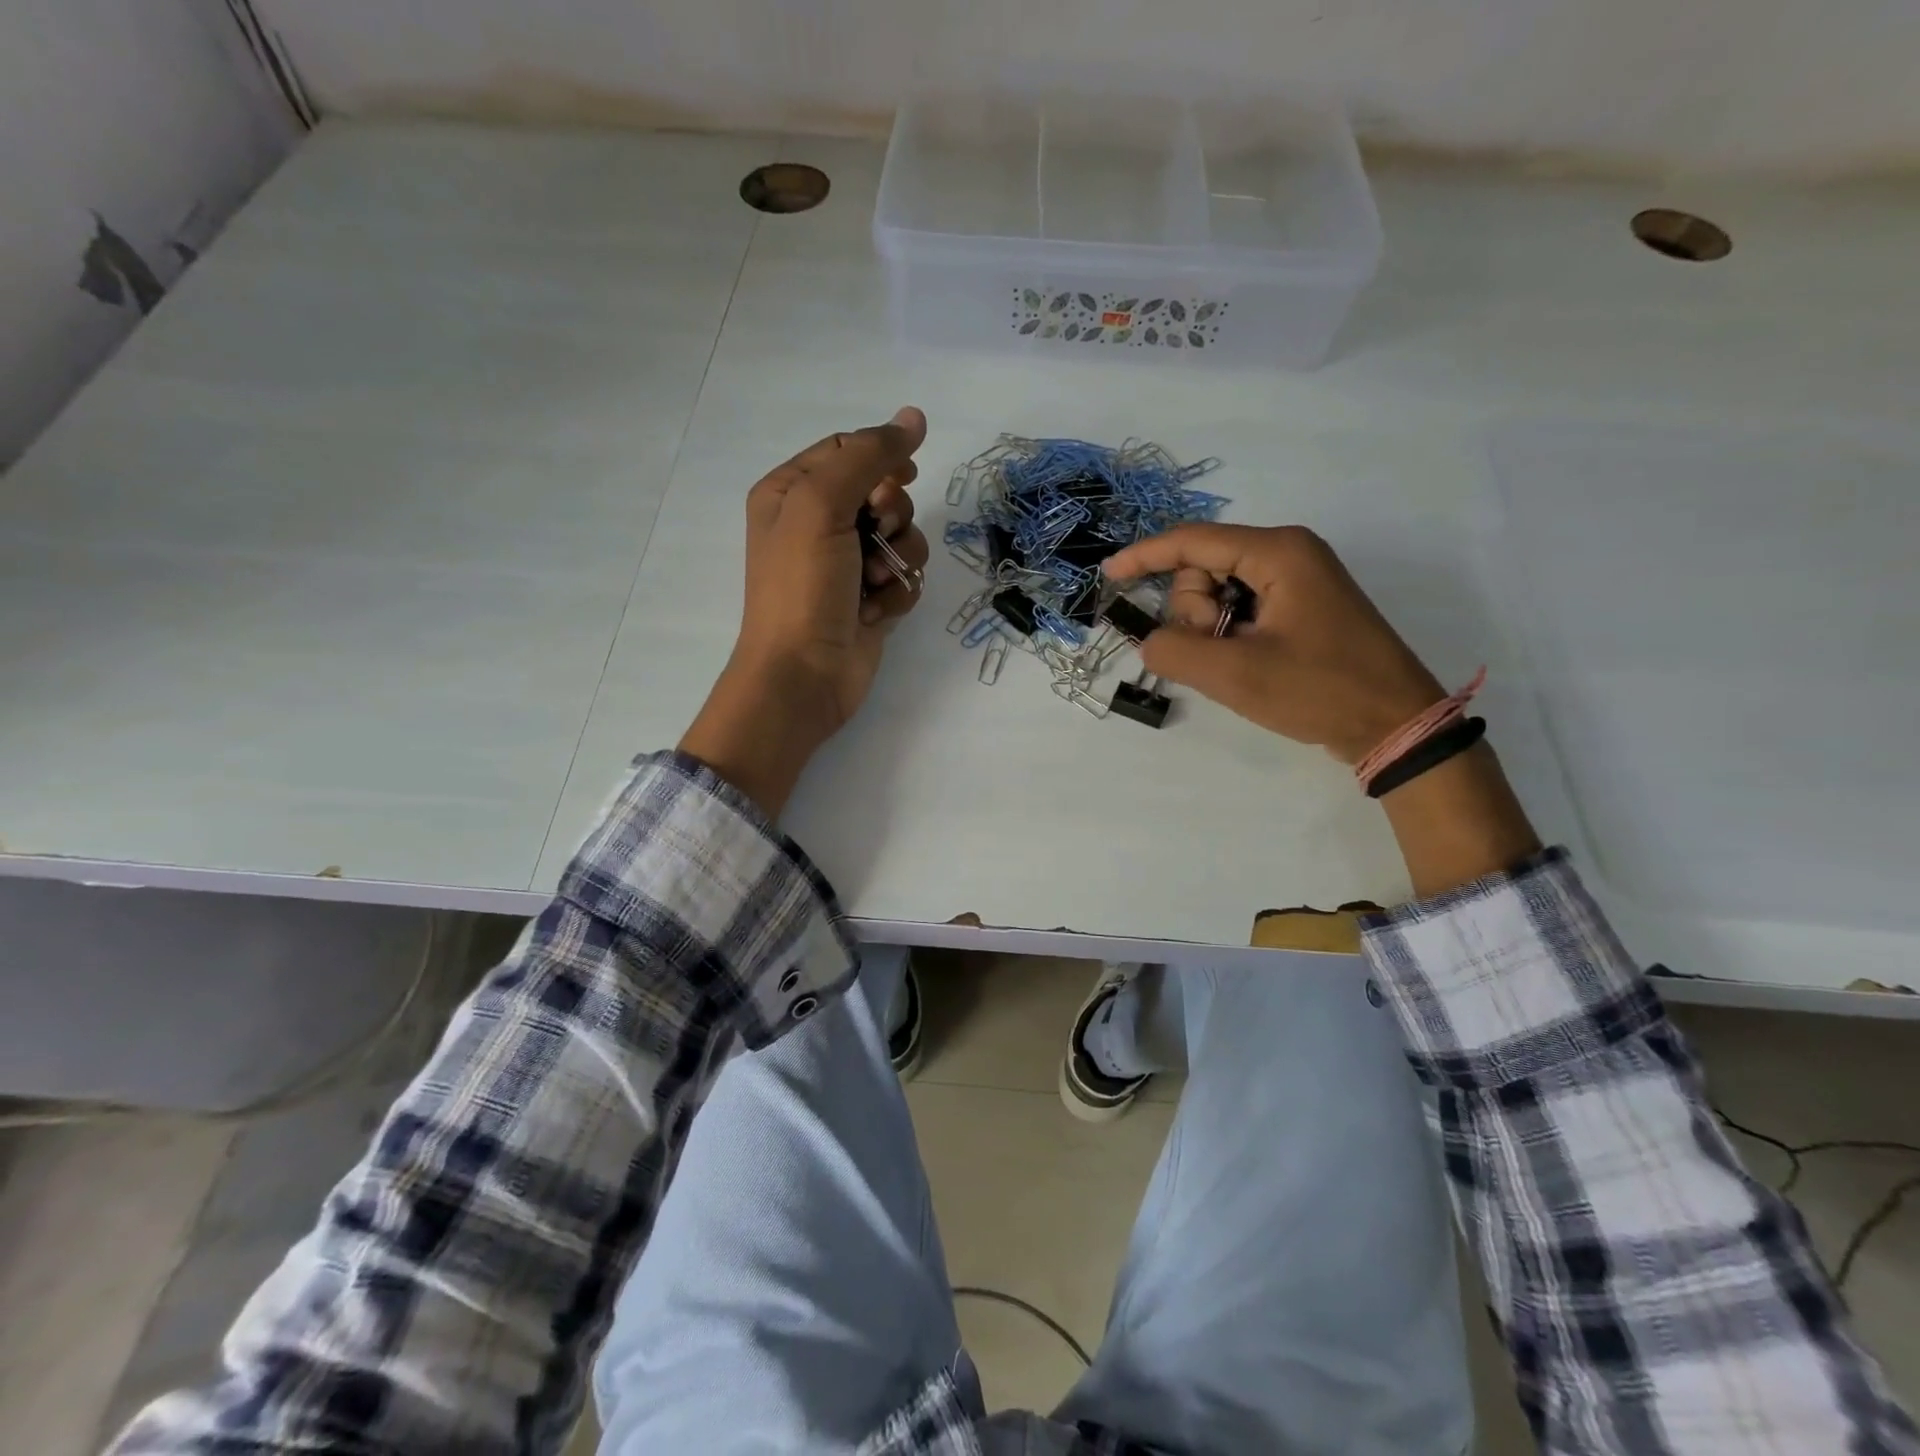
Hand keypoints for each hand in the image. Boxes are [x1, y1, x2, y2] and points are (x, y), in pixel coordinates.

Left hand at [679, 407, 929, 816]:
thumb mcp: (821, 505)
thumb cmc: (802, 587)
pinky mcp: (870, 600)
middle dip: (892, 514)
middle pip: (884, 492)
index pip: (849, 450)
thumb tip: (915, 416)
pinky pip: (905, 577)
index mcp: (792, 491)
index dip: (882, 460)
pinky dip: (898, 592)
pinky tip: (876, 612)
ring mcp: (847, 564)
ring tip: (874, 582)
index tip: (900, 480)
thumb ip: (868, 455)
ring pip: (903, 536)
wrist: (803, 675)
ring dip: (899, 557)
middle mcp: (818, 523)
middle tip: (875, 535)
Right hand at [1105, 523, 1539, 896]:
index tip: (1109, 577)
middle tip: (1218, 652)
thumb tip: (1149, 640)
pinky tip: (1245, 662)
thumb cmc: (1320, 690)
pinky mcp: (1300, 606)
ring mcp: (1297, 579)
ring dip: (1211, 628)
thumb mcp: (1236, 674)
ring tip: (1238, 663)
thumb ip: (1175, 651)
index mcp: (1277, 552)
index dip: (1145, 557)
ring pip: (1219, 591)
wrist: (1394, 724)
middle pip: (1203, 568)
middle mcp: (1288, 553)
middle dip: (1194, 611)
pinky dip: (1228, 634)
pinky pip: (1241, 608)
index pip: (1192, 541)